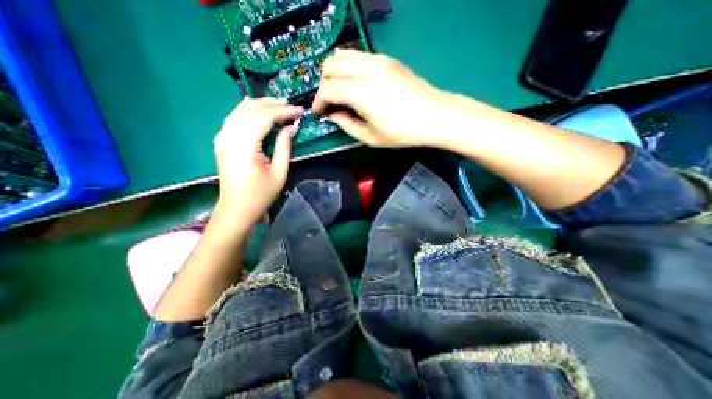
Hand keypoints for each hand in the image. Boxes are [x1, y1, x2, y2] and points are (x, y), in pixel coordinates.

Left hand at [211, 97, 299, 226]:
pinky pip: (234, 118)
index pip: (264, 117)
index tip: (299, 111)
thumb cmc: (261, 194)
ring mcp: (222, 137)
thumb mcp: (279, 172)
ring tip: (279, 106)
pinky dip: (248, 111)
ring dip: (260, 105)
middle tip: (291, 105)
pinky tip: (258, 111)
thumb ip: (284, 146)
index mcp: (245, 146)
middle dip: (272, 104)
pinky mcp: (222, 141)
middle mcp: (230, 136)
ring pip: (240, 110)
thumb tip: (291, 127)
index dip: (283, 111)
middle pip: (250, 108)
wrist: (236, 208)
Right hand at [312, 51, 455, 148]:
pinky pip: (358, 56)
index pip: (327, 89)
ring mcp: (378, 60)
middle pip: (330, 65)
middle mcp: (367, 69)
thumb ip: (347, 125)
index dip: (318, 102)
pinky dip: (348, 68)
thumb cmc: (403, 132)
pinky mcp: (387, 59)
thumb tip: (333, 115)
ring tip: (339, 92)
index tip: (319, 113)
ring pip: (342, 55)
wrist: (435, 116)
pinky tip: (354, 84)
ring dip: (334, 73)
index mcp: (361, 92)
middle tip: (328, 103)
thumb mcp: (371, 137)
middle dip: (323, 85)